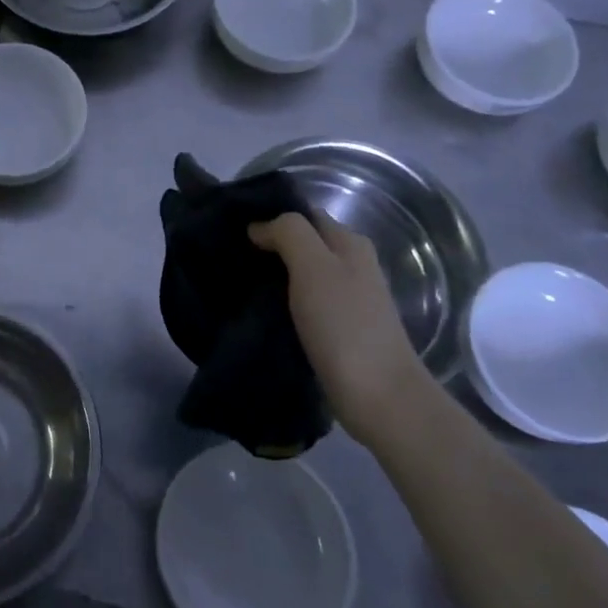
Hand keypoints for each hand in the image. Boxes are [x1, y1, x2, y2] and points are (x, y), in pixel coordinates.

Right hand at [248, 213, 425, 438]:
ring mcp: (348, 298)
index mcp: (349, 242)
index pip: (304, 214)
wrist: (378, 394)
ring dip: (273, 274)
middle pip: (304, 242)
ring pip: (302, 273)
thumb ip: (289, 233)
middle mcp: (352, 264)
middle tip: (229, 254)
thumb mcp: (313, 265)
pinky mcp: (339, 328)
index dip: (270, 215)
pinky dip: (282, 301)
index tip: (232, 227)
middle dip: (269, 245)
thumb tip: (259, 227)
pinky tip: (259, 309)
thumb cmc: (344, 324)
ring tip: (237, 281)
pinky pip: (303, 301)